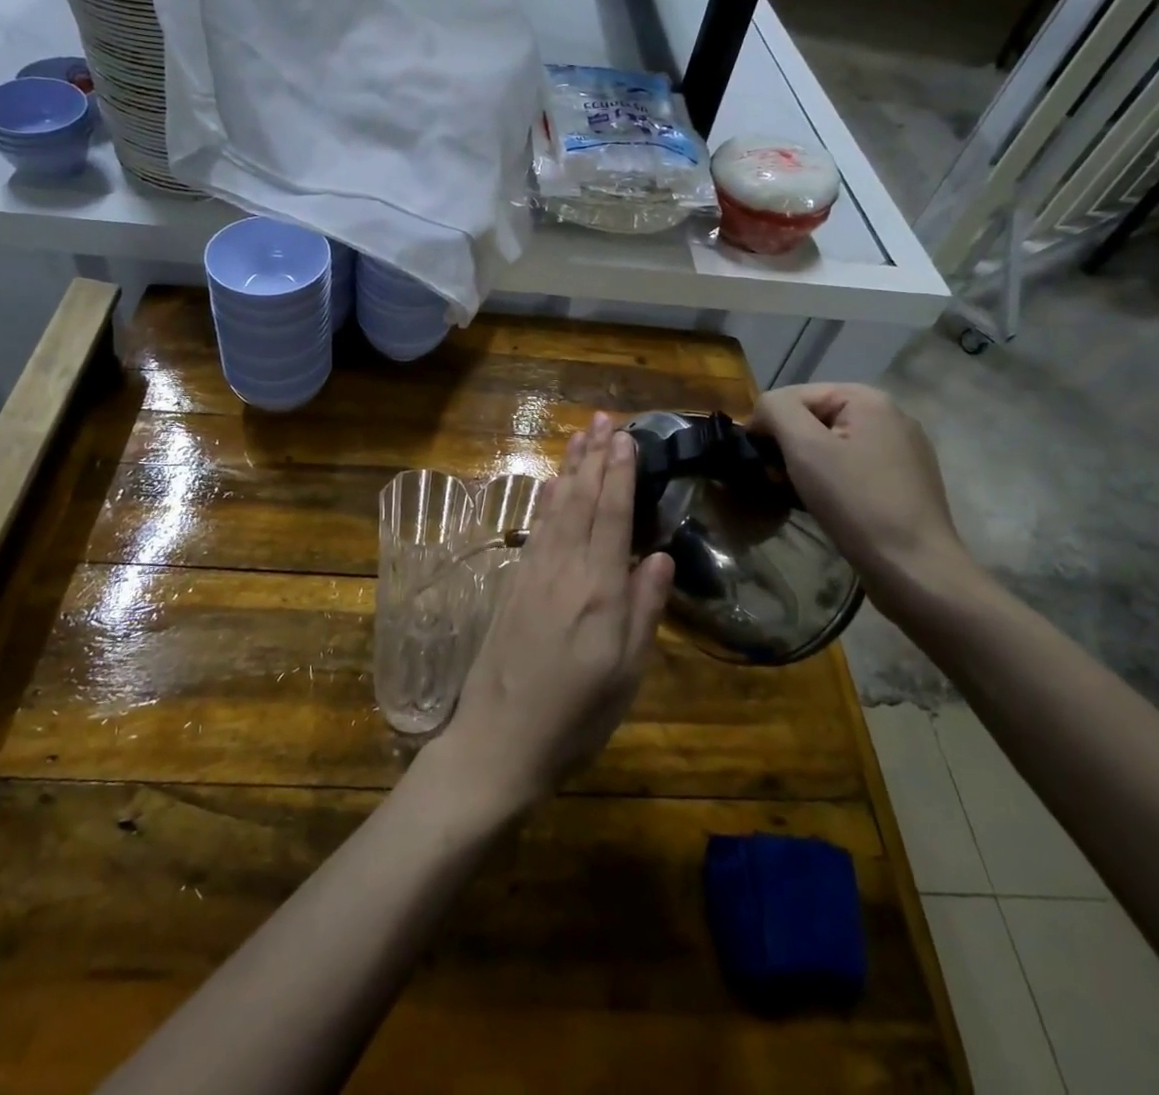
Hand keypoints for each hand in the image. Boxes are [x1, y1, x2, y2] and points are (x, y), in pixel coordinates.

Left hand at [425, 413, 673, 818]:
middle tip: (604, 418)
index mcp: (600, 591)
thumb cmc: (575, 716)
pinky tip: (553, 486)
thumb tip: (659, 554)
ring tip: (580, 435)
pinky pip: (536, 529)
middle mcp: (565, 570)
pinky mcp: (513, 584)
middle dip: (595, 457)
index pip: (613, 516)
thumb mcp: (626, 674)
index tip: (626, 437)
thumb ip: (644, 610)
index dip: (620, 473)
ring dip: (570, 469)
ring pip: (557, 508)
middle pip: (583, 501)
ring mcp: (533, 574)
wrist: (499, 741)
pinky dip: (547, 500)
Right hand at [751, 384, 974, 591]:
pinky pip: (852, 465)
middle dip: (788, 445)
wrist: (913, 567)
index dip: (768, 424)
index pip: (794, 395)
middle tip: (776, 480)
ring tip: (797, 494)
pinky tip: (826, 504)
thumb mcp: (805, 447)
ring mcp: (902, 448)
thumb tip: (763, 411)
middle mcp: (890, 415)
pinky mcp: (905, 479)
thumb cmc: (855, 502)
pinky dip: (831, 478)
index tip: (759, 461)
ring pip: (832, 443)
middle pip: (814, 417)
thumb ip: (776, 410)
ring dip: (806, 464)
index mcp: (868, 399)